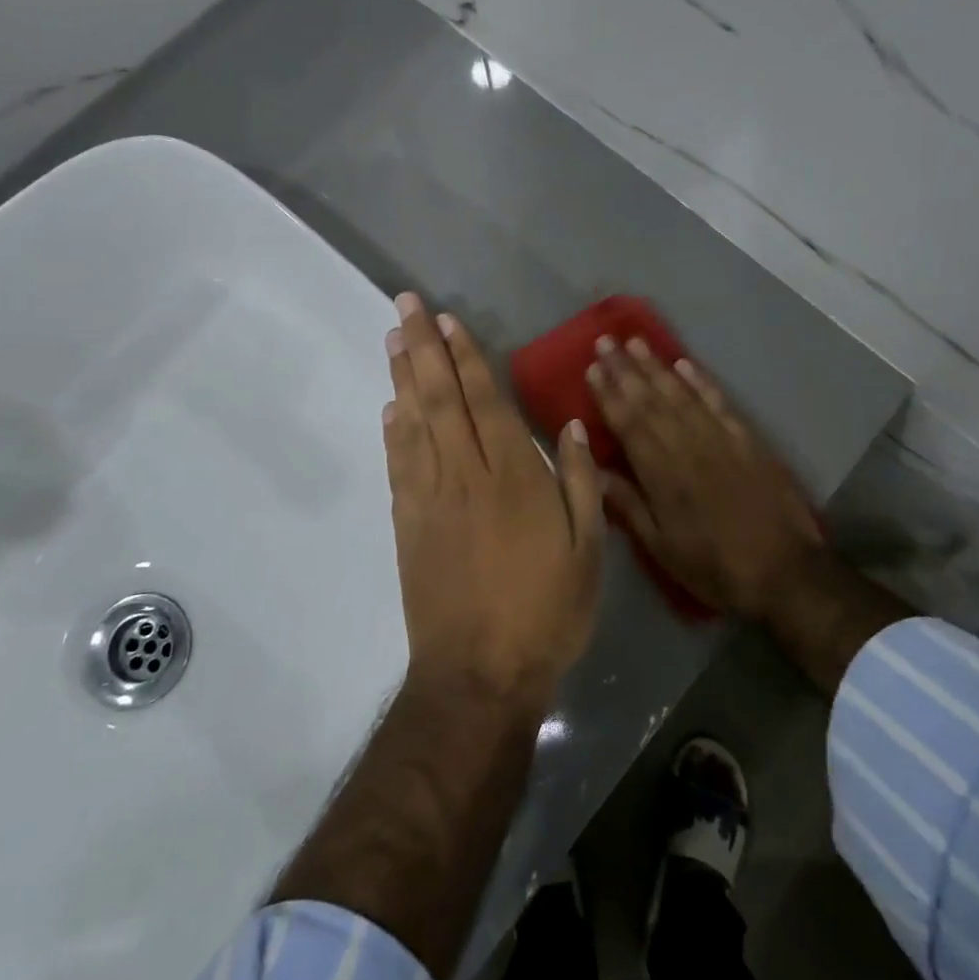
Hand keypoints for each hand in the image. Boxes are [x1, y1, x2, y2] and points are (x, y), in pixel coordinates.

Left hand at [384, 292, 603, 710]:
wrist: (480, 673)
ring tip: (394, 339)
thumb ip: (578, 482)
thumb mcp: (588, 549)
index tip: (446, 319)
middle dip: (423, 347)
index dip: (466, 356)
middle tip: (404, 305)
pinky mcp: (409, 525)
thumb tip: (568, 426)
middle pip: (441, 399)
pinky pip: (400, 466)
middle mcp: (466, 474)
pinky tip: (390, 409)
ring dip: (403, 378)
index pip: (485, 400)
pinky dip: (393, 432)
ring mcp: (431, 498)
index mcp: (514, 475)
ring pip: (414, 424)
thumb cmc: (546, 609)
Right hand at [587, 337, 825, 618]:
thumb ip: (627, 505)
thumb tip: (592, 470)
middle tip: (606, 341)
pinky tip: (685, 364)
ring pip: (681, 393)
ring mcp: (720, 438)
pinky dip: (700, 381)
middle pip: (650, 400)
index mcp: (661, 474)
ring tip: (636, 342)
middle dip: (625, 369)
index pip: (628, 423)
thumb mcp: (661, 547)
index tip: (592, 368)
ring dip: (656, 366)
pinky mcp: (747, 439)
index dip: (609, 394)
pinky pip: (718, 401)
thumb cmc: (715, 566)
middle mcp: (687, 445)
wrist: (784, 571)